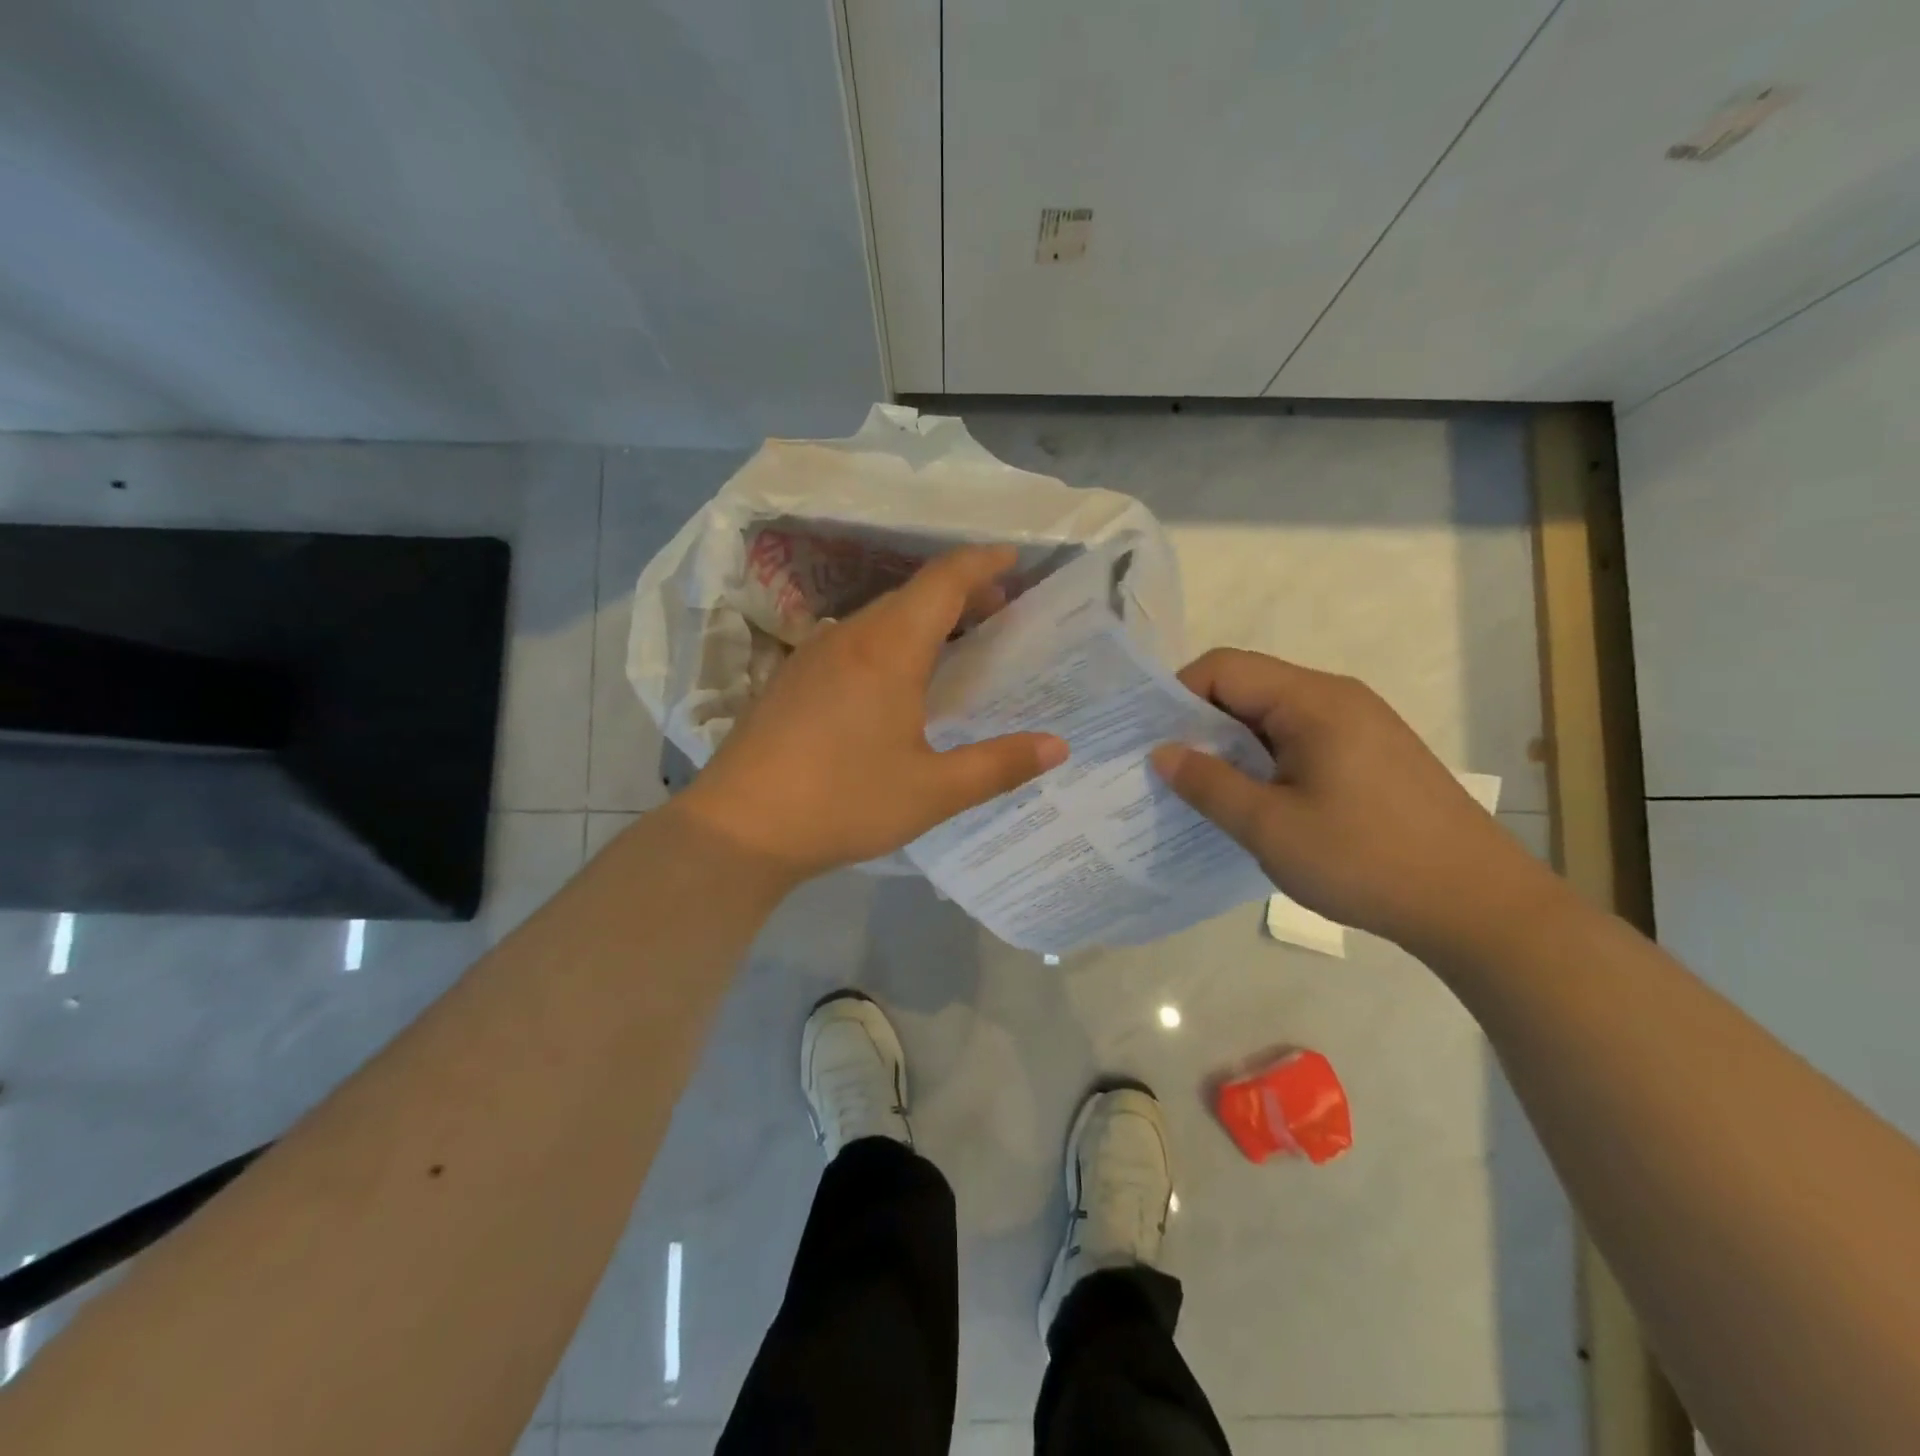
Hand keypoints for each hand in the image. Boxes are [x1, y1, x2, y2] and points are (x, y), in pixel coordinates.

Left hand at [675, 545, 1068, 879]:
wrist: (739, 828)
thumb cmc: (843, 803)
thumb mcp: (932, 791)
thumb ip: (999, 765)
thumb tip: (1059, 746)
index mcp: (889, 650)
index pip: (943, 581)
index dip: (982, 562)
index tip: (1014, 557)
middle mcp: (849, 637)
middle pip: (912, 594)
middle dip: (960, 592)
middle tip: (998, 612)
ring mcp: (812, 655)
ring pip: (878, 617)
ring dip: (922, 619)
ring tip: (954, 645)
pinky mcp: (791, 679)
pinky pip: (852, 641)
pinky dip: (889, 642)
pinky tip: (893, 682)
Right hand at [1150, 648, 1561, 949]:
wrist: (1479, 906)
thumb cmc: (1366, 860)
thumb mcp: (1270, 827)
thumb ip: (1209, 783)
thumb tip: (1162, 752)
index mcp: (1312, 701)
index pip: (1224, 668)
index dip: (1177, 696)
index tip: (1151, 742)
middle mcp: (1336, 699)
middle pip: (1248, 688)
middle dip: (1200, 725)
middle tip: (1168, 772)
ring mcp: (1359, 727)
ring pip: (1272, 718)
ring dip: (1232, 748)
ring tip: (1205, 793)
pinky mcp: (1370, 757)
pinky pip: (1299, 742)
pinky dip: (1265, 763)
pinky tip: (1255, 805)